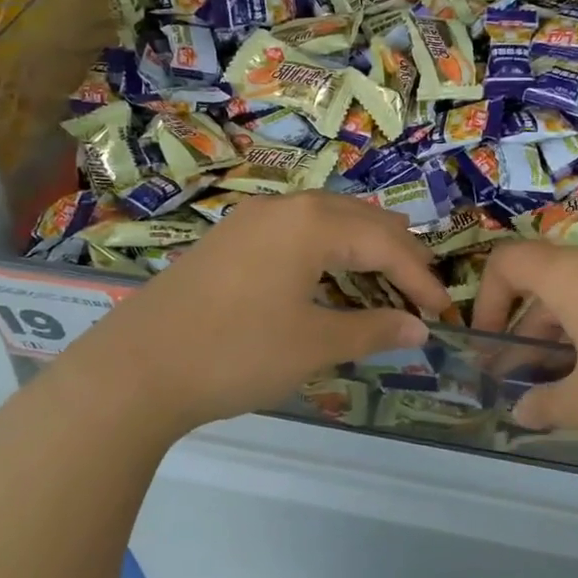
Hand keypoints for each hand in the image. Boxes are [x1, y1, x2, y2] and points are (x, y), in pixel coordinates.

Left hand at [43, 192, 453, 440]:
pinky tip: (327, 280)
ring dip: (360, 249)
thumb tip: (418, 327)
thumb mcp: (314, 345)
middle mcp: (284, 207)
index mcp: (312, 222)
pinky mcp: (228, 240)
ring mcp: (250, 220)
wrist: (135, 370)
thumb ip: (373, 329)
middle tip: (420, 291)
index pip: (387, 243)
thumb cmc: (237, 354)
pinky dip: (326, 252)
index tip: (443, 313)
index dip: (421, 279)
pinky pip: (295, 233)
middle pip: (360, 220)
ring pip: (326, 222)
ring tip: (383, 281)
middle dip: (396, 254)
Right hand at [471, 243, 577, 497]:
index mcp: (576, 276)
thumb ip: (544, 404)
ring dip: (561, 335)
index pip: (509, 261)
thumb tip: (521, 410)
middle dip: (523, 327)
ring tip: (561, 388)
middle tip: (518, 379)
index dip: (486, 299)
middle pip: (547, 280)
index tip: (488, 346)